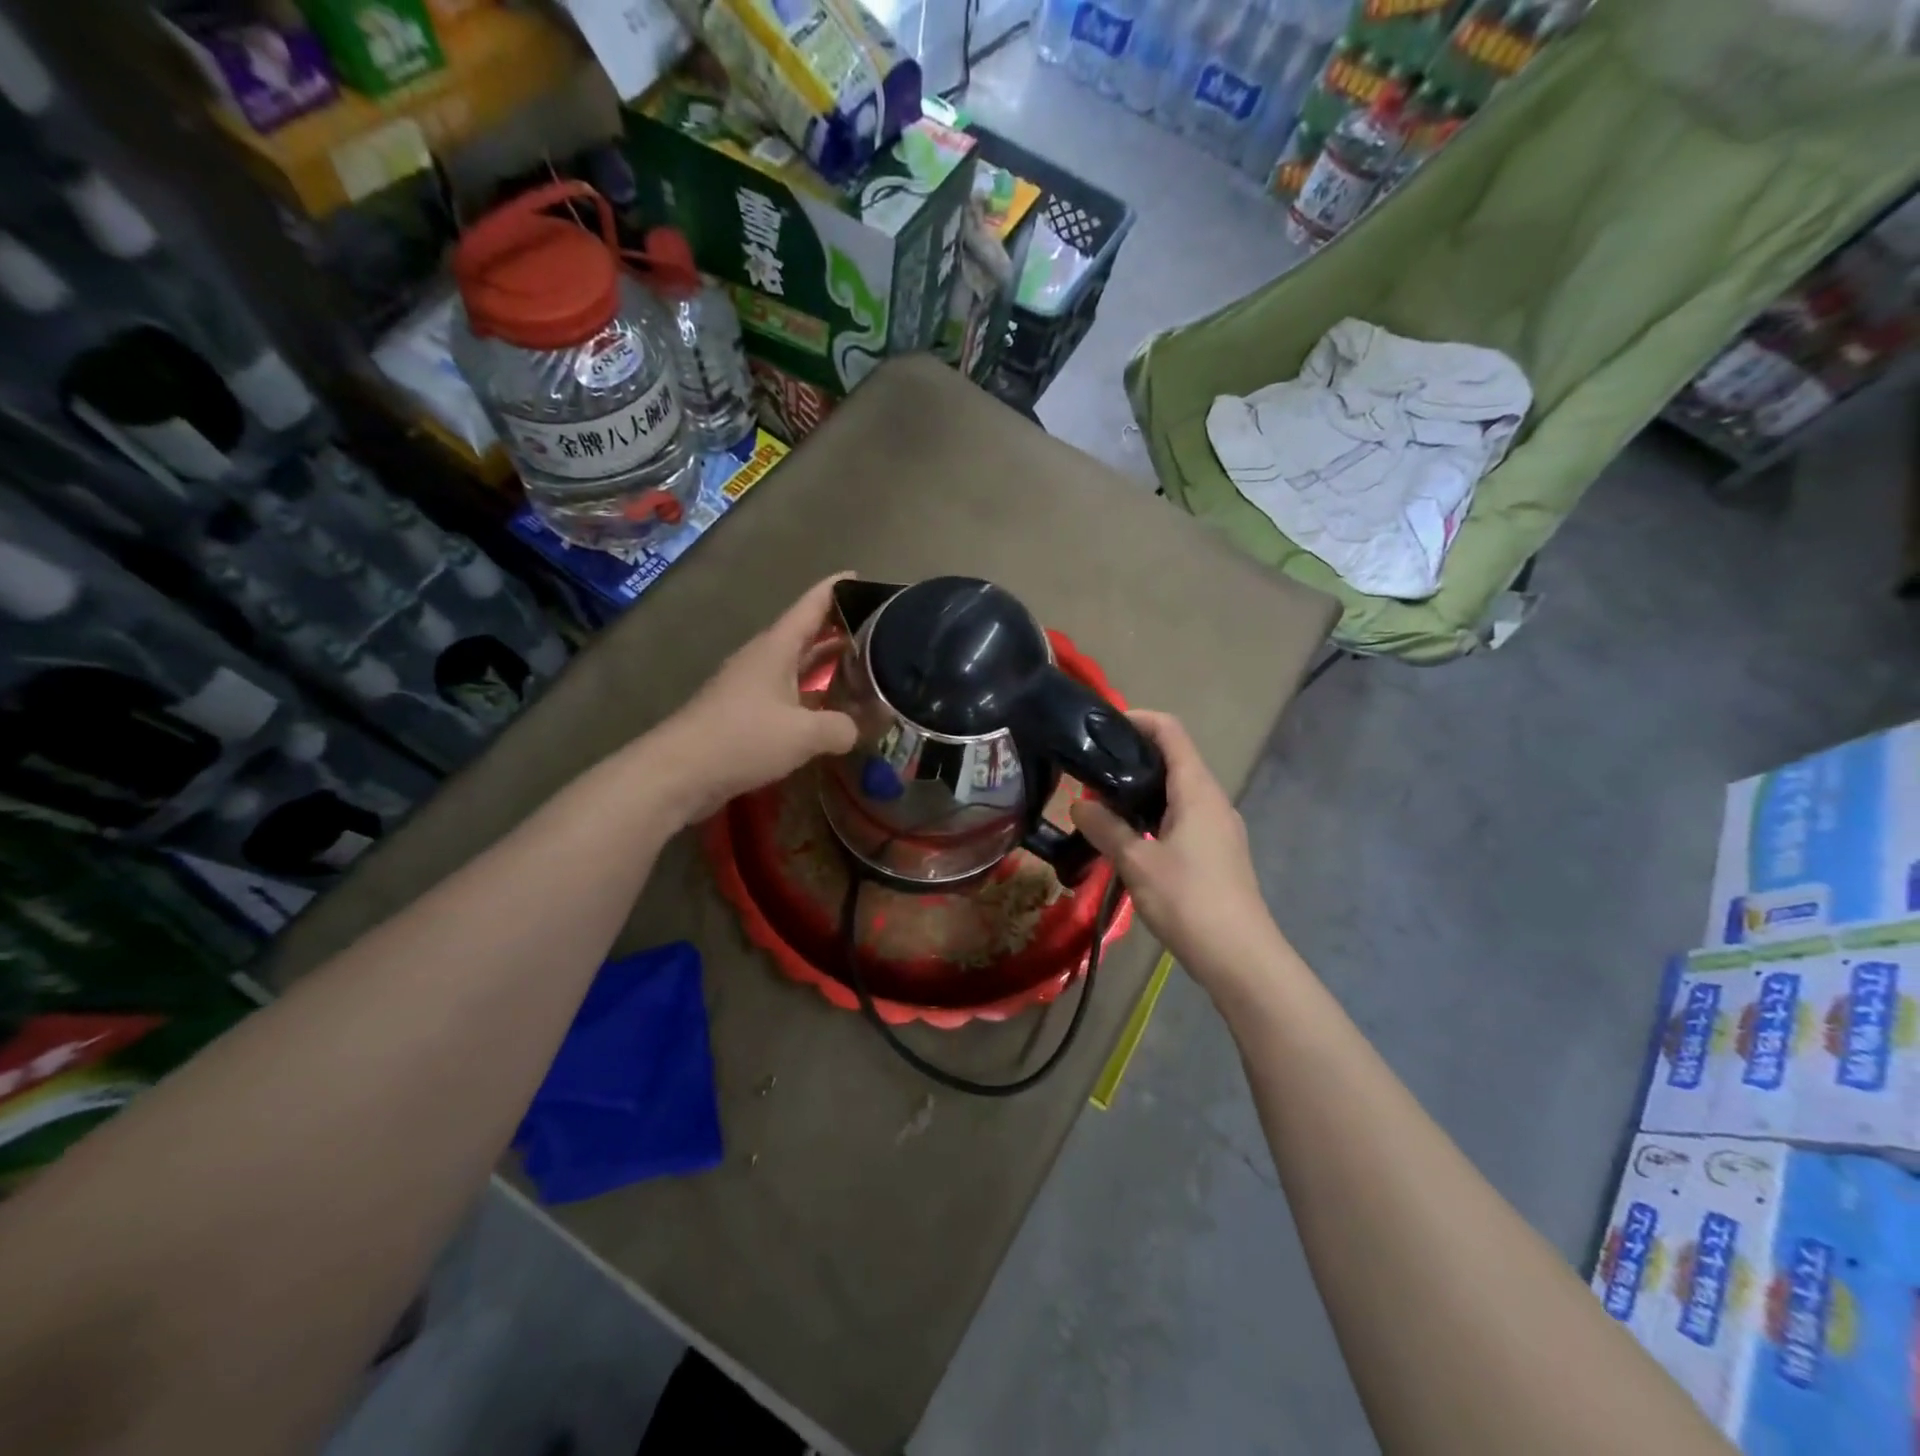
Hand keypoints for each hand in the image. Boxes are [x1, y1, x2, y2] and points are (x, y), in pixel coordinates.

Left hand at [653, 575, 858, 822]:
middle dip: (840, 629)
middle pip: (806, 634)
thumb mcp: (803, 734)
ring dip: (827, 665)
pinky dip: (813, 695)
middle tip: (879, 630)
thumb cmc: (742, 739)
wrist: (679, 772)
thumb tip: (857, 730)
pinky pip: (789, 694)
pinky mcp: (746, 714)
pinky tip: (832, 711)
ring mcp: (752, 687)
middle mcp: (764, 659)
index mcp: (776, 648)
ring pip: (798, 666)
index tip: (862, 577)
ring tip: (865, 667)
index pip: (811, 606)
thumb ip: (841, 728)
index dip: (837, 589)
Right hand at [1069, 711, 1284, 993]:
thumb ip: (1106, 829)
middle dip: (1132, 757)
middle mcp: (1212, 800)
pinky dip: (1154, 814)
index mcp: (1197, 791)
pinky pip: (1183, 816)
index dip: (1139, 719)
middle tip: (1091, 770)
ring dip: (1142, 790)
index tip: (1102, 727)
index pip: (1171, 732)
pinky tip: (1129, 837)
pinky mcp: (1218, 851)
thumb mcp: (1137, 863)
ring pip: (1177, 791)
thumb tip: (1078, 805)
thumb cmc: (1189, 901)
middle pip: (1174, 759)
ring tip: (1102, 803)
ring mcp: (1219, 827)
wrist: (1241, 958)